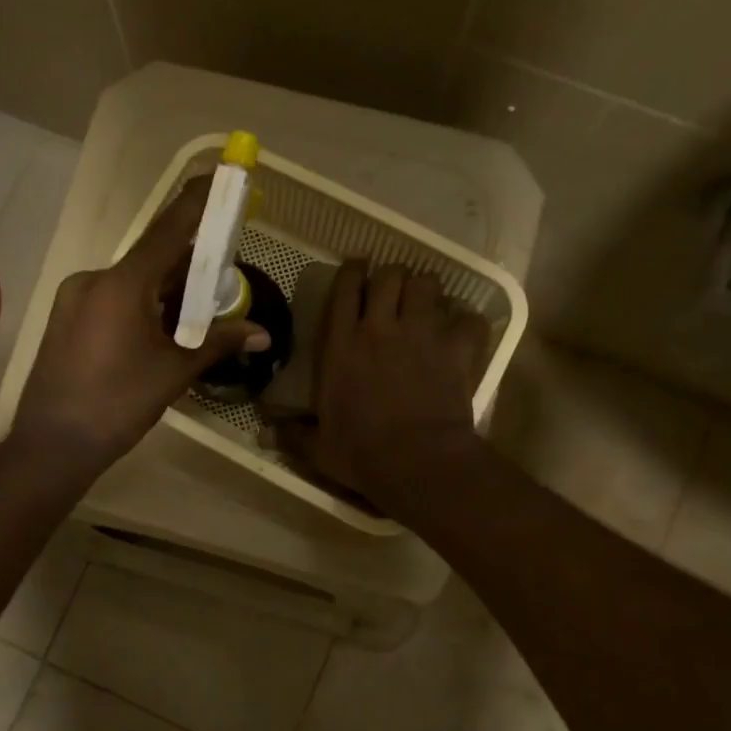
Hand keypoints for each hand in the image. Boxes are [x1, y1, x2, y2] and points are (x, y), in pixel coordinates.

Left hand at [13, 175, 266, 474]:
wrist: (53, 445)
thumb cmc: (118, 405)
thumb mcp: (174, 372)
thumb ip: (218, 343)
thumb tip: (262, 333)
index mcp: (121, 284)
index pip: (168, 230)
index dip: (198, 202)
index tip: (221, 175)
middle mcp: (94, 279)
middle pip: (152, 259)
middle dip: (189, 263)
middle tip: (223, 271)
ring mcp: (75, 298)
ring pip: (132, 282)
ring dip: (166, 290)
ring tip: (197, 310)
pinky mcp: (66, 319)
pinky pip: (113, 299)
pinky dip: (142, 305)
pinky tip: (161, 329)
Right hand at [279, 262, 491, 514]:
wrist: (419, 462)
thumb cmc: (362, 454)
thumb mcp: (318, 448)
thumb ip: (293, 435)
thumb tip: (263, 434)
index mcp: (342, 345)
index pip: (346, 288)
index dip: (352, 270)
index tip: (356, 268)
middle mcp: (381, 328)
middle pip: (390, 276)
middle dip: (391, 277)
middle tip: (392, 290)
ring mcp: (422, 334)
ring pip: (427, 285)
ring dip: (425, 289)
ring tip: (424, 301)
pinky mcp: (456, 349)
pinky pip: (468, 318)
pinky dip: (466, 321)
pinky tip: (462, 331)